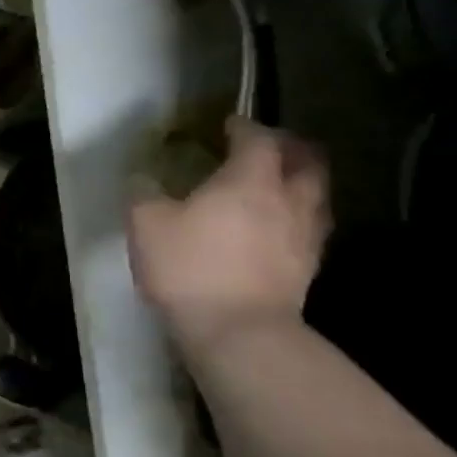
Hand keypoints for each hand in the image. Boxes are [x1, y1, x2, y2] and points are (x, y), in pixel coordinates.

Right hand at [128, 117, 329, 349]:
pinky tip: (274, 231)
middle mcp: (287, 200)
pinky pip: (309, 230)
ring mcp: (304, 236)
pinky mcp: (307, 269)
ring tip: (276, 188)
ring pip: (315, 196)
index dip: (244, 127)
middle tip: (268, 149)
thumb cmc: (190, 268)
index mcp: (249, 180)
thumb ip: (143, 193)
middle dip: (289, 149)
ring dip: (299, 184)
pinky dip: (296, 219)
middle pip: (306, 162)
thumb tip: (142, 177)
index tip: (228, 124)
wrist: (238, 332)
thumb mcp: (146, 224)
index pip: (258, 139)